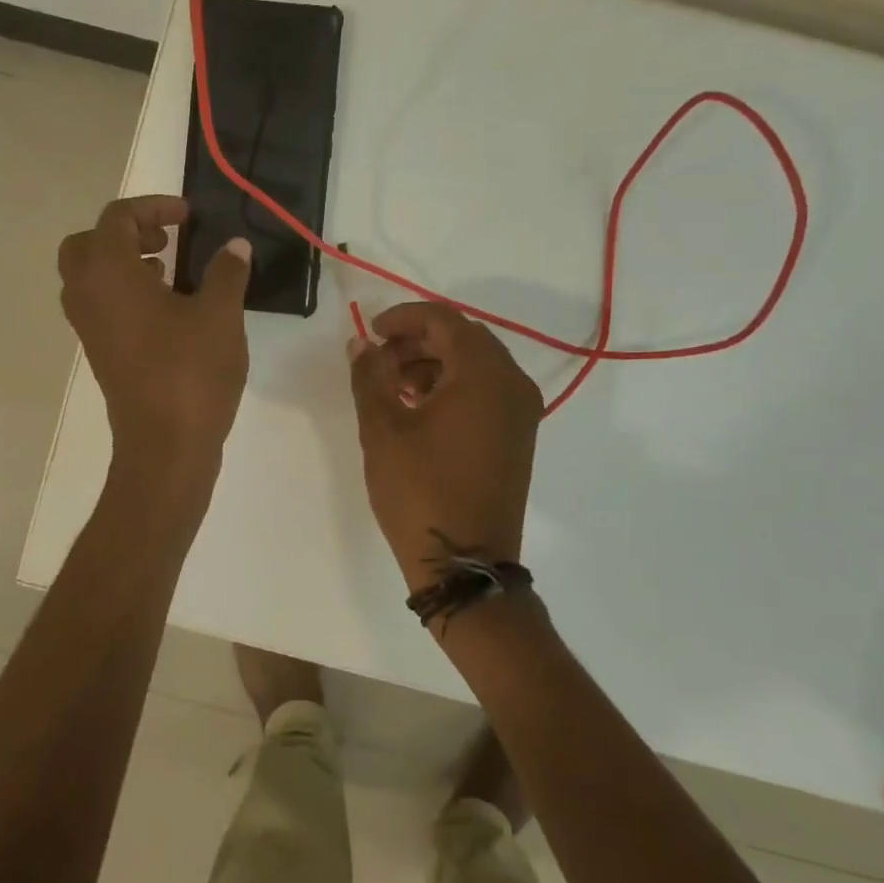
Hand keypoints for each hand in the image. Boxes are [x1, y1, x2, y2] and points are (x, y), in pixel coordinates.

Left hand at [59, 196, 251, 468]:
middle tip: (165, 240)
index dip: (153, 206)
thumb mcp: (220, 315)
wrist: (165, 446)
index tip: (189, 216)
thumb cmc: (191, 372)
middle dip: (125, 233)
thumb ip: (226, 272)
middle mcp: (87, 295)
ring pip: (90, 277)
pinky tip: (169, 309)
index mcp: (109, 273)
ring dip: (124, 263)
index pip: (117, 218)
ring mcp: (90, 328)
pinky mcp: (100, 353)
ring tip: (169, 272)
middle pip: (88, 245)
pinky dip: (125, 293)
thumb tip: (235, 246)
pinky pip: (101, 306)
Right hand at [348, 303, 542, 589]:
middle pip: (463, 338)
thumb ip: (369, 376)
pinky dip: (453, 387)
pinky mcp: (518, 436)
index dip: (404, 318)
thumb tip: (362, 343)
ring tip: (394, 388)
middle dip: (417, 341)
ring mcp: (521, 412)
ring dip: (434, 364)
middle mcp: (513, 384)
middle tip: (379, 361)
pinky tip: (419, 410)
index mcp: (484, 374)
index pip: (444, 320)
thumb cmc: (420, 491)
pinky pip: (486, 391)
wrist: (465, 565)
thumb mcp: (383, 430)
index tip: (371, 333)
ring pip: (475, 364)